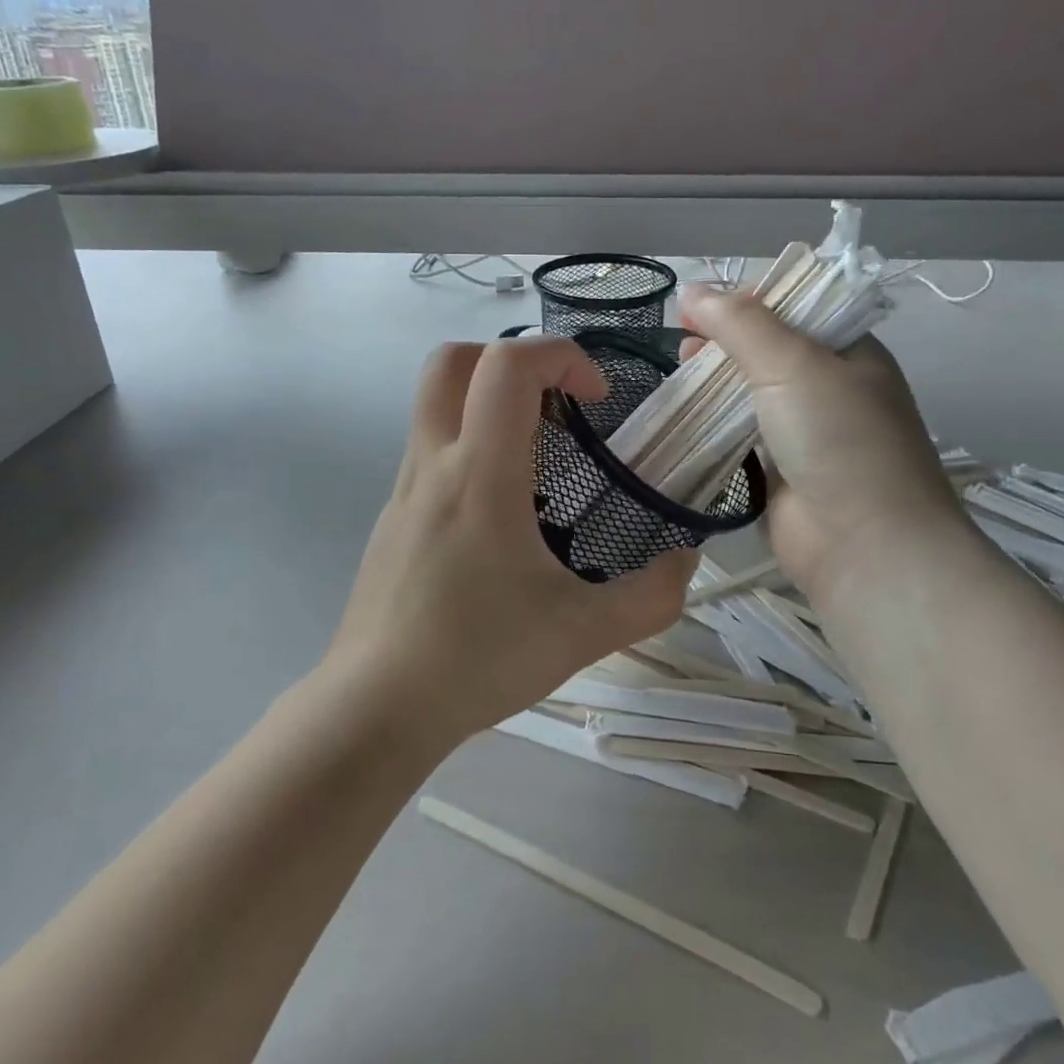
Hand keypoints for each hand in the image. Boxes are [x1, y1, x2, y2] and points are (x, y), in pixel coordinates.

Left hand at [328, 337, 695, 744]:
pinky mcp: (392, 516)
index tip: (596, 398)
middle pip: (453, 360)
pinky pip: (431, 448)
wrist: (376, 708)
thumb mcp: (584, 633)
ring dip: (488, 402)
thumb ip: (652, 597)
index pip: (508, 364)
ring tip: (540, 459)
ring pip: (434, 401)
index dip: (561, 355)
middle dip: (512, 359)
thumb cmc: (478, 659)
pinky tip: (503, 512)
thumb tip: (686, 562)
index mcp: (480, 473)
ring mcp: (403, 488)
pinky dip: (470, 444)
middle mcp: (434, 464)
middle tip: (557, 406)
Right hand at [678, 284, 968, 605]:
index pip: (797, 306)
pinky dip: (714, 422)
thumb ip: (740, 323)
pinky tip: (684, 415)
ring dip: (716, 381)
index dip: (748, 299)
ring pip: (752, 392)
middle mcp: (831, 387)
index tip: (701, 304)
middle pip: (769, 349)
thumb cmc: (837, 439)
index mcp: (851, 351)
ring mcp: (806, 432)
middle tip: (684, 341)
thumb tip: (691, 290)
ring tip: (678, 371)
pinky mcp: (780, 470)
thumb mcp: (792, 364)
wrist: (864, 545)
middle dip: (725, 339)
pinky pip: (741, 434)